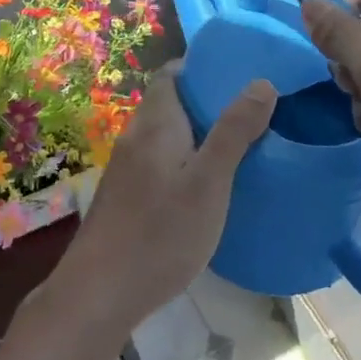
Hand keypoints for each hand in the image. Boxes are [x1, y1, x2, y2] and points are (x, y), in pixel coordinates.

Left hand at [53, 65, 276, 332]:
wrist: (100, 292)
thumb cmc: (161, 231)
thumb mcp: (209, 181)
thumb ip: (234, 131)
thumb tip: (261, 82)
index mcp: (156, 123)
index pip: (171, 74)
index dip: (201, 67)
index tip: (238, 74)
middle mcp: (136, 137)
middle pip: (170, 103)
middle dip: (207, 102)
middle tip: (252, 111)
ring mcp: (127, 169)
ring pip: (165, 135)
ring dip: (197, 133)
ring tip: (238, 145)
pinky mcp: (126, 197)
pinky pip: (160, 162)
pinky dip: (185, 160)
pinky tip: (208, 186)